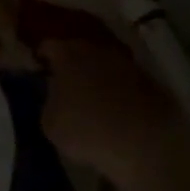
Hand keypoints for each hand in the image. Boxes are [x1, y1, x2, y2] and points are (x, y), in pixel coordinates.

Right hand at [38, 37, 186, 190]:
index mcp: (68, 54)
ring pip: (105, 64)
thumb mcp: (50, 122)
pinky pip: (127, 82)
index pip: (48, 46)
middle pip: (79, 50)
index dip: (41, 57)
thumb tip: (56, 96)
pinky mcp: (152, 82)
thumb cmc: (86, 130)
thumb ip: (49, 101)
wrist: (145, 145)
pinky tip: (117, 110)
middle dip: (71, 63)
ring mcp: (128, 64)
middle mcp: (98, 50)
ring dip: (97, 76)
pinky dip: (120, 91)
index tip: (37, 68)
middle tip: (63, 82)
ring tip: (92, 98)